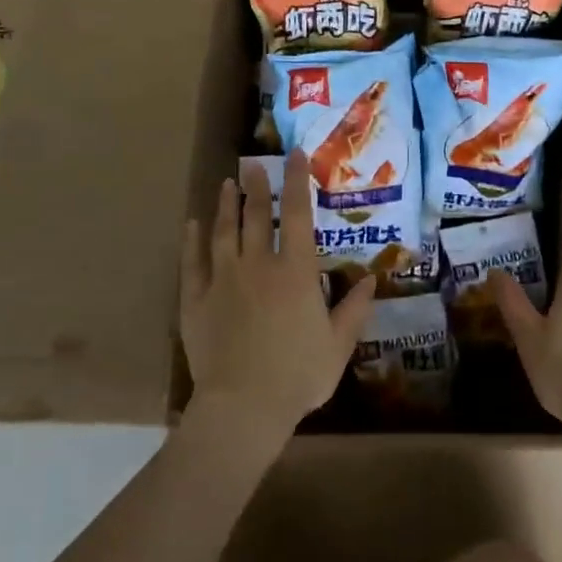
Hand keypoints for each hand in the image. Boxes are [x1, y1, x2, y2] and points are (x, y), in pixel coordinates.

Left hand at [180, 149, 374, 438]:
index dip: (297, 182)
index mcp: (295, 271)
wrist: (243, 406)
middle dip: (256, 186)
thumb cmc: (299, 374)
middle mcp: (257, 265)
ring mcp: (222, 280)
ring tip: (227, 184)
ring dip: (226, 205)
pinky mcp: (196, 301)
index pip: (296, 214)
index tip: (296, 155)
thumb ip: (354, 309)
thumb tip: (370, 279)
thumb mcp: (338, 344)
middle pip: (255, 216)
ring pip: (223, 232)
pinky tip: (192, 225)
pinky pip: (192, 263)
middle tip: (252, 163)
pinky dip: (192, 241)